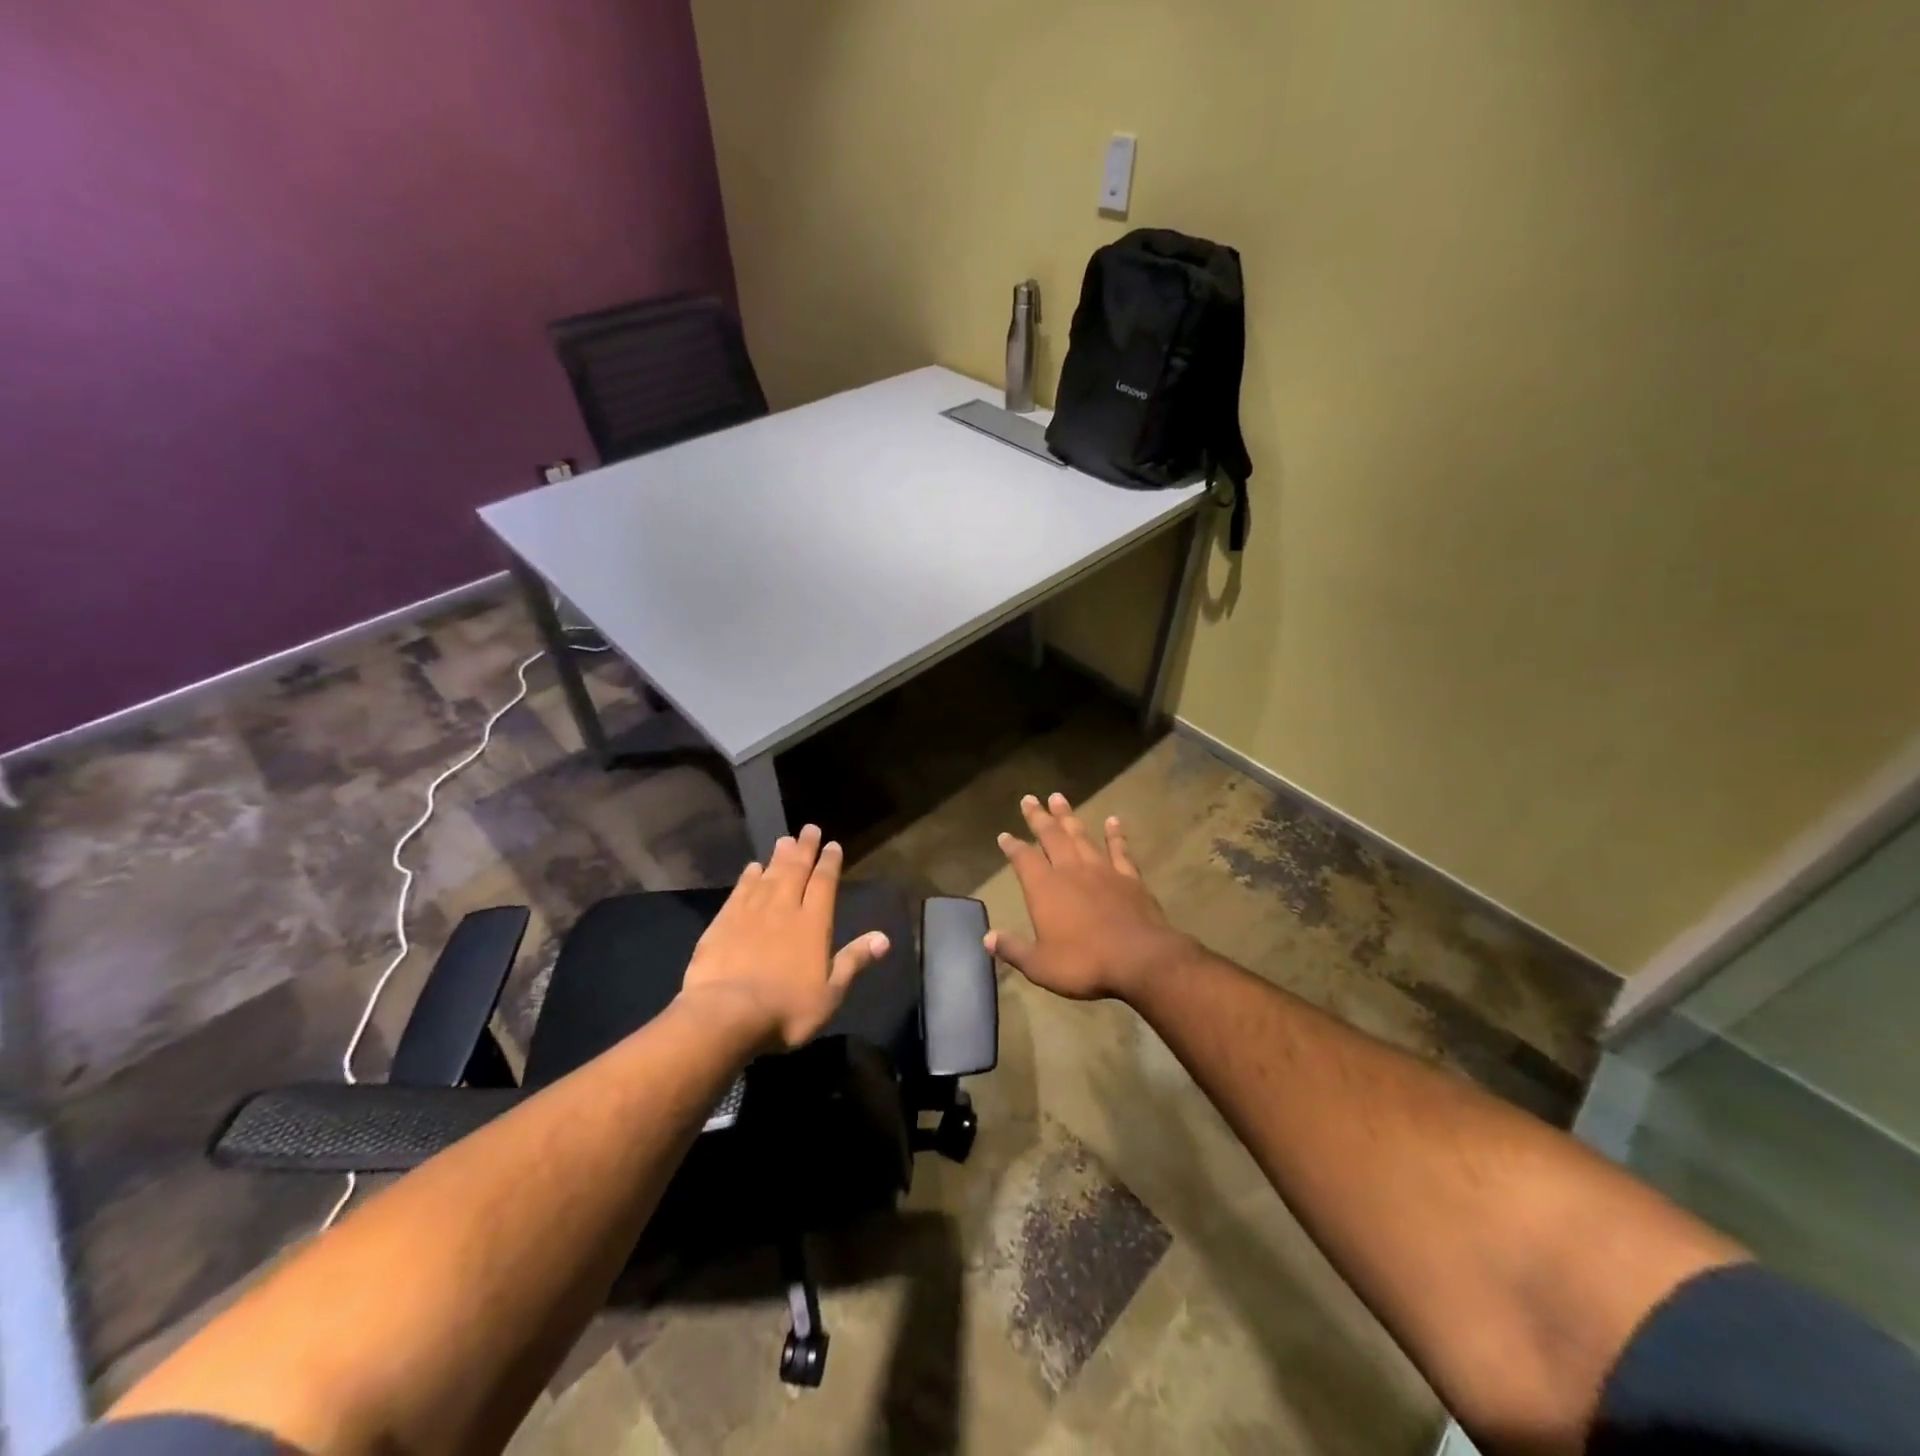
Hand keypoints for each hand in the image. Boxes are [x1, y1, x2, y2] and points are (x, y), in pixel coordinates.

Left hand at [677, 825, 889, 1051]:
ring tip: (784, 840)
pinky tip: (752, 867)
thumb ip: (854, 961)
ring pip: (769, 875)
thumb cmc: (786, 1009)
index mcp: (813, 924)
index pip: (824, 884)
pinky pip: (740, 891)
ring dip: (778, 857)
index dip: (829, 863)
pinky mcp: (723, 921)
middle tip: (809, 829)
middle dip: (805, 849)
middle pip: (796, 870)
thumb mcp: (830, 993)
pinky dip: (748, 876)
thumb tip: (884, 938)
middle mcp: (784, 908)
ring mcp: (751, 912)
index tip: (833, 845)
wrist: (726, 1014)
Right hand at [987, 793, 1197, 1002]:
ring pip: (1081, 835)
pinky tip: (1113, 821)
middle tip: (1029, 798)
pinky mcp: (1129, 877)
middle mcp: (1071, 870)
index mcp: (1045, 888)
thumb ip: (1013, 949)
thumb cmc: (1084, 963)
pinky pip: (1119, 849)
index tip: (1004, 835)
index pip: (1023, 859)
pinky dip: (1115, 834)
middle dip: (1038, 817)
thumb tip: (987, 938)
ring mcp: (1102, 870)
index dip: (1012, 847)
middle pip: (1051, 836)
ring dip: (1069, 817)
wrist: (1140, 959)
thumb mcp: (1040, 965)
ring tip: (1059, 798)